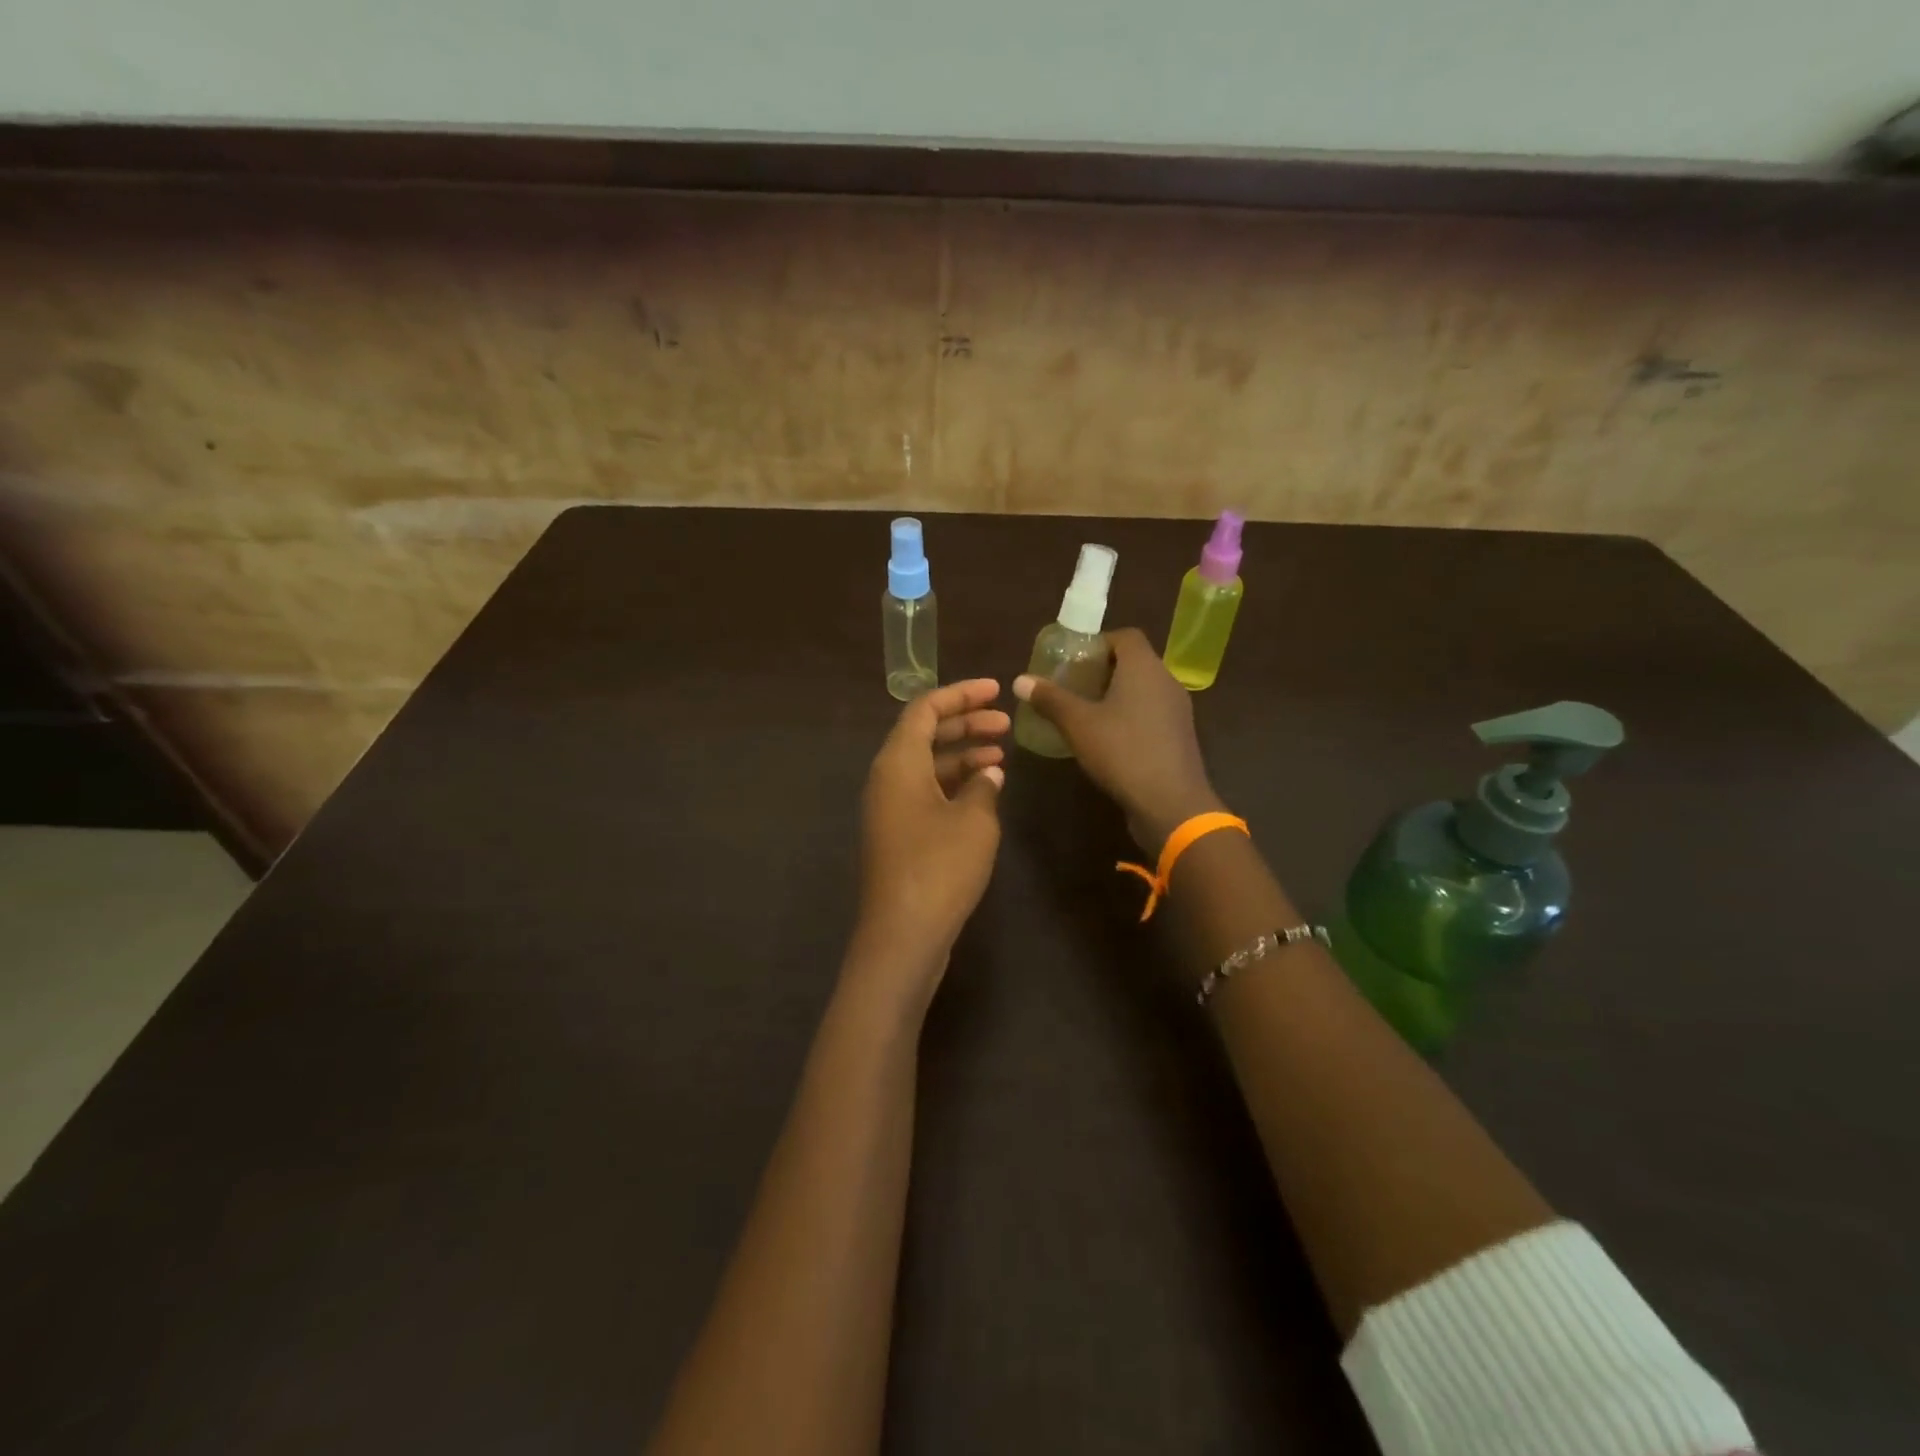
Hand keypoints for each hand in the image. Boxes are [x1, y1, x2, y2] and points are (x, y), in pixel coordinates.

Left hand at [853, 679, 1009, 995]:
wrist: (902, 935)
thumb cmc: (939, 868)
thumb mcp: (974, 820)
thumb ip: (983, 786)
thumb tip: (988, 773)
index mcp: (898, 762)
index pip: (925, 709)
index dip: (960, 694)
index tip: (996, 689)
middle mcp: (887, 778)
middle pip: (924, 734)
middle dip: (965, 723)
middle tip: (1005, 722)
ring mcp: (890, 808)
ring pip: (927, 765)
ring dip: (962, 755)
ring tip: (1002, 755)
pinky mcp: (898, 834)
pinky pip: (926, 792)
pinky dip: (954, 784)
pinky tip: (985, 791)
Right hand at [1014, 628, 1221, 850]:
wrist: (1171, 803)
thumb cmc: (1122, 752)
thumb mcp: (1078, 724)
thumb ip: (1050, 699)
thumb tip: (1020, 679)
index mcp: (1144, 667)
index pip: (1126, 636)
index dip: (1099, 642)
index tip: (1074, 660)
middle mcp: (1166, 680)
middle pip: (1135, 662)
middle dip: (1104, 670)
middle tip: (1073, 685)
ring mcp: (1177, 710)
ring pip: (1144, 689)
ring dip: (1117, 695)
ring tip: (1086, 712)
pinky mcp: (1179, 736)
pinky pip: (1151, 713)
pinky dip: (1131, 716)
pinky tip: (1109, 738)